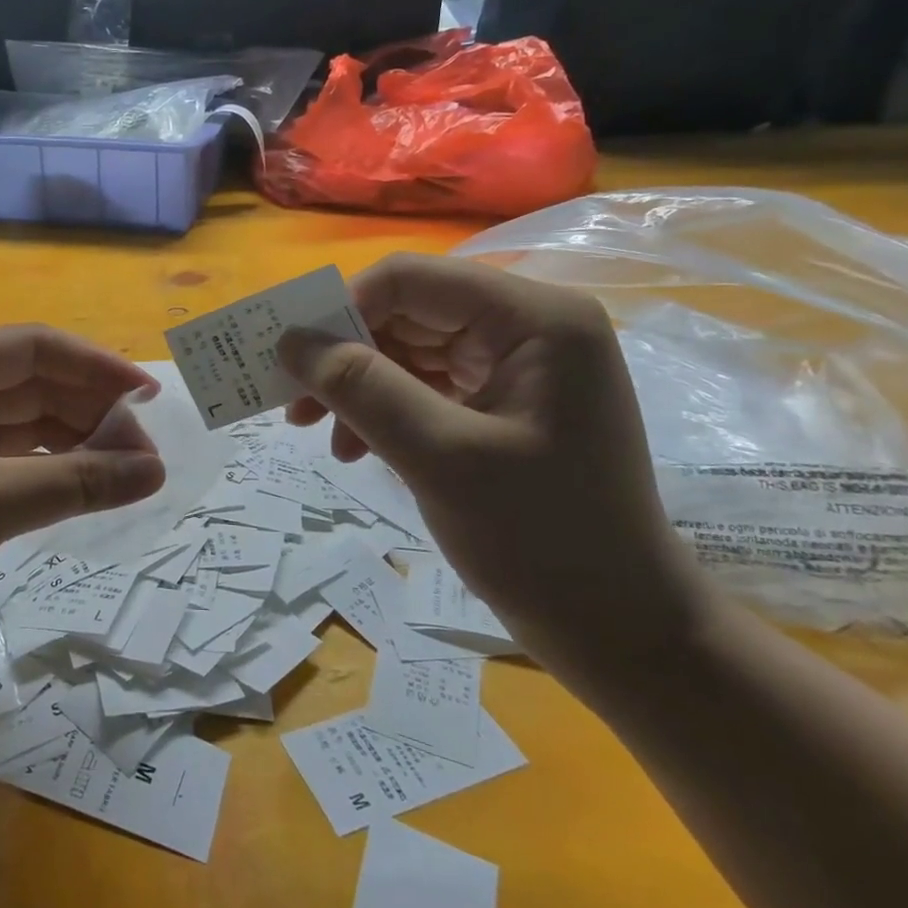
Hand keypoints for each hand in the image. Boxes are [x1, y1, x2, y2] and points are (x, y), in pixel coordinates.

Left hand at [0, 326, 166, 700]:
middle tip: (147, 447)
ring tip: (131, 472)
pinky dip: (54, 476)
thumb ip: (74, 482)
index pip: (30, 348)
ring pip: (27, 429)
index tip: (146, 394)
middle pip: (32, 387)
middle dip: (90, 409)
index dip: (93, 364)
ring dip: (77, 445)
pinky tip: (90, 491)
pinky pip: (15, 468)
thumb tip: (156, 469)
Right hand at [281, 254, 714, 690]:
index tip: (294, 362)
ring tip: (324, 437)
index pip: (410, 279)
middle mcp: (529, 325)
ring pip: (410, 349)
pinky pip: (427, 384)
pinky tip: (358, 448)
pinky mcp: (506, 400)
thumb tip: (288, 340)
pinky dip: (386, 410)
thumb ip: (361, 388)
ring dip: (359, 387)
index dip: (342, 310)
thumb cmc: (540, 540)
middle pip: (407, 311)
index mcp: (533, 318)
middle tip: (296, 407)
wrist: (619, 628)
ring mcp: (519, 363)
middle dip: (346, 356)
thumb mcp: (438, 457)